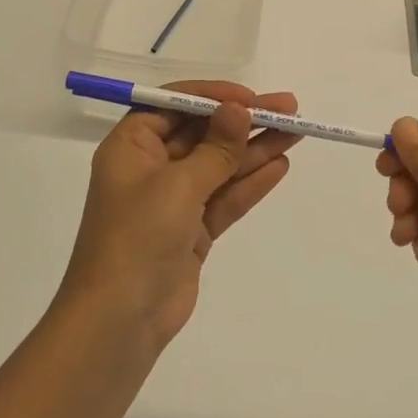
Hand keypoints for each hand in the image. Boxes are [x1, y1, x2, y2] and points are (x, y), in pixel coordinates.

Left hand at [60, 82, 300, 351]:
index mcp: (132, 147)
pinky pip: (225, 197)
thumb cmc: (138, 237)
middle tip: (290, 109)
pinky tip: (280, 166)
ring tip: (297, 133)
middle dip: (245, 122)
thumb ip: (215, 148)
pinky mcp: (192, 230)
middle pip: (203, 134)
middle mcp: (151, 168)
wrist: (120, 319)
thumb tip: (239, 110)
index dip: (214, 97)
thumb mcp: (179, 185)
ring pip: (220, 165)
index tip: (252, 98)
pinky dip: (250, 183)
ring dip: (255, 149)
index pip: (174, 105)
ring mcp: (173, 201)